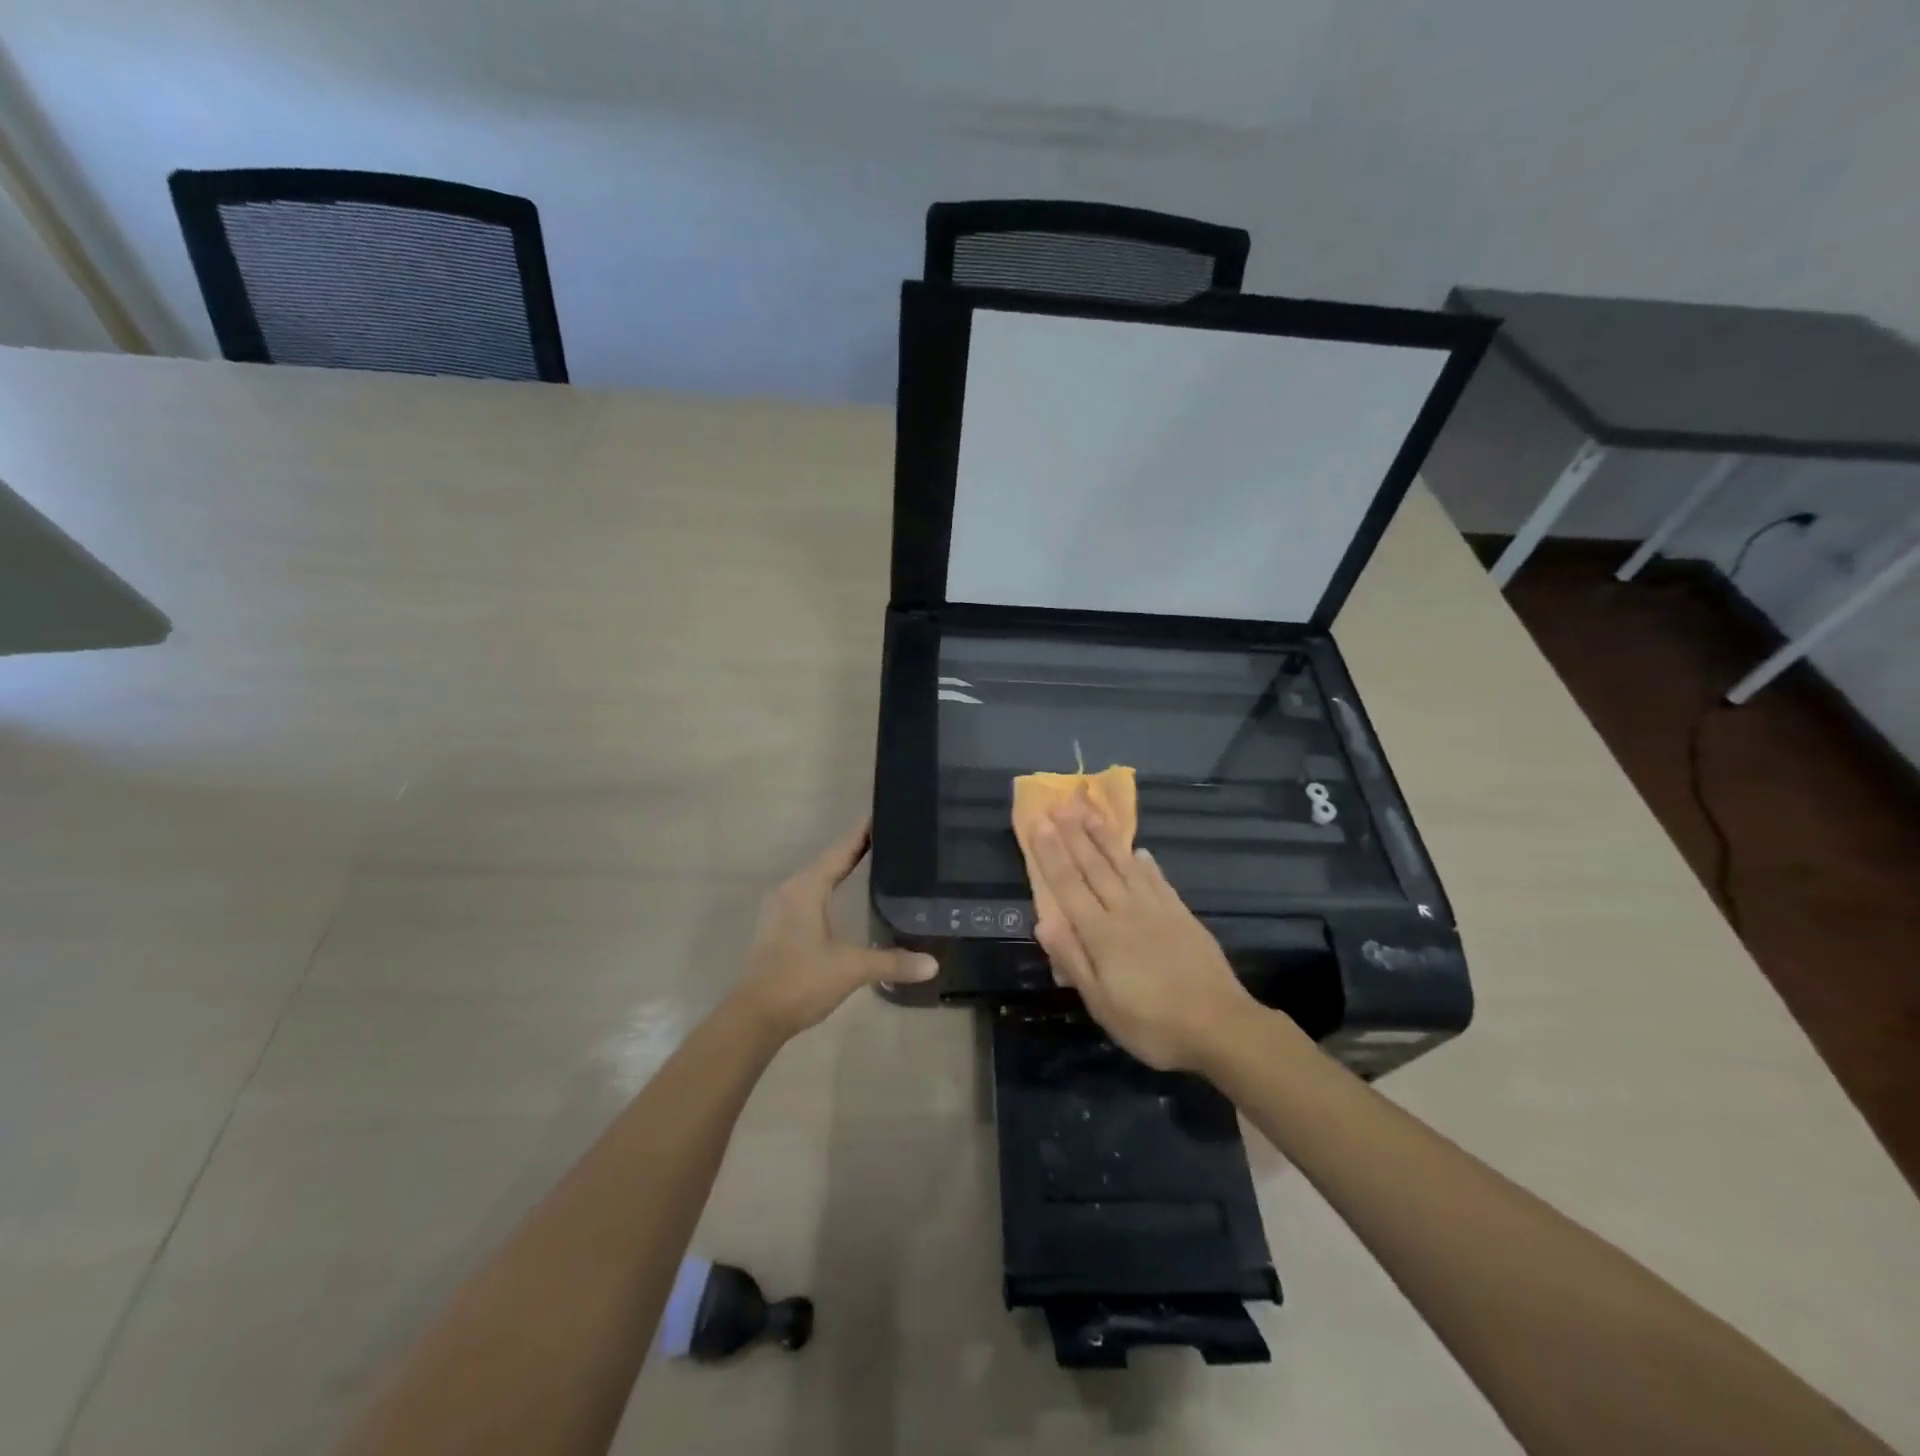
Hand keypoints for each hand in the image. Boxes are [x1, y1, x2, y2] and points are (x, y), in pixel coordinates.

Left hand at [731, 818, 937, 1044]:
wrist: (754, 1018)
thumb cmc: (801, 981)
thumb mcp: (851, 969)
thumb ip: (892, 962)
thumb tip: (933, 964)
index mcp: (806, 888)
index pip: (840, 851)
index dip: (861, 833)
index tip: (882, 814)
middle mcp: (790, 890)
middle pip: (827, 861)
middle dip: (855, 849)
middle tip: (887, 838)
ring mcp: (779, 909)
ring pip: (815, 879)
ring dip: (840, 870)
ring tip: (871, 861)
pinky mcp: (777, 928)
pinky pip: (808, 896)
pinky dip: (828, 889)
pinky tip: (843, 897)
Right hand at [1029, 803, 1256, 1071]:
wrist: (1220, 1025)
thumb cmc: (1152, 1024)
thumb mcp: (1101, 1004)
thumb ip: (1072, 959)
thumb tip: (1043, 922)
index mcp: (1101, 934)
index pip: (1069, 885)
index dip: (1051, 854)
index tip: (1039, 824)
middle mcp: (1126, 911)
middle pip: (1094, 867)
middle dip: (1074, 834)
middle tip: (1060, 804)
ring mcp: (1156, 910)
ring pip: (1124, 865)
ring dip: (1105, 838)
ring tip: (1091, 812)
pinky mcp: (1181, 915)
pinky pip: (1158, 880)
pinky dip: (1145, 863)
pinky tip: (1138, 850)